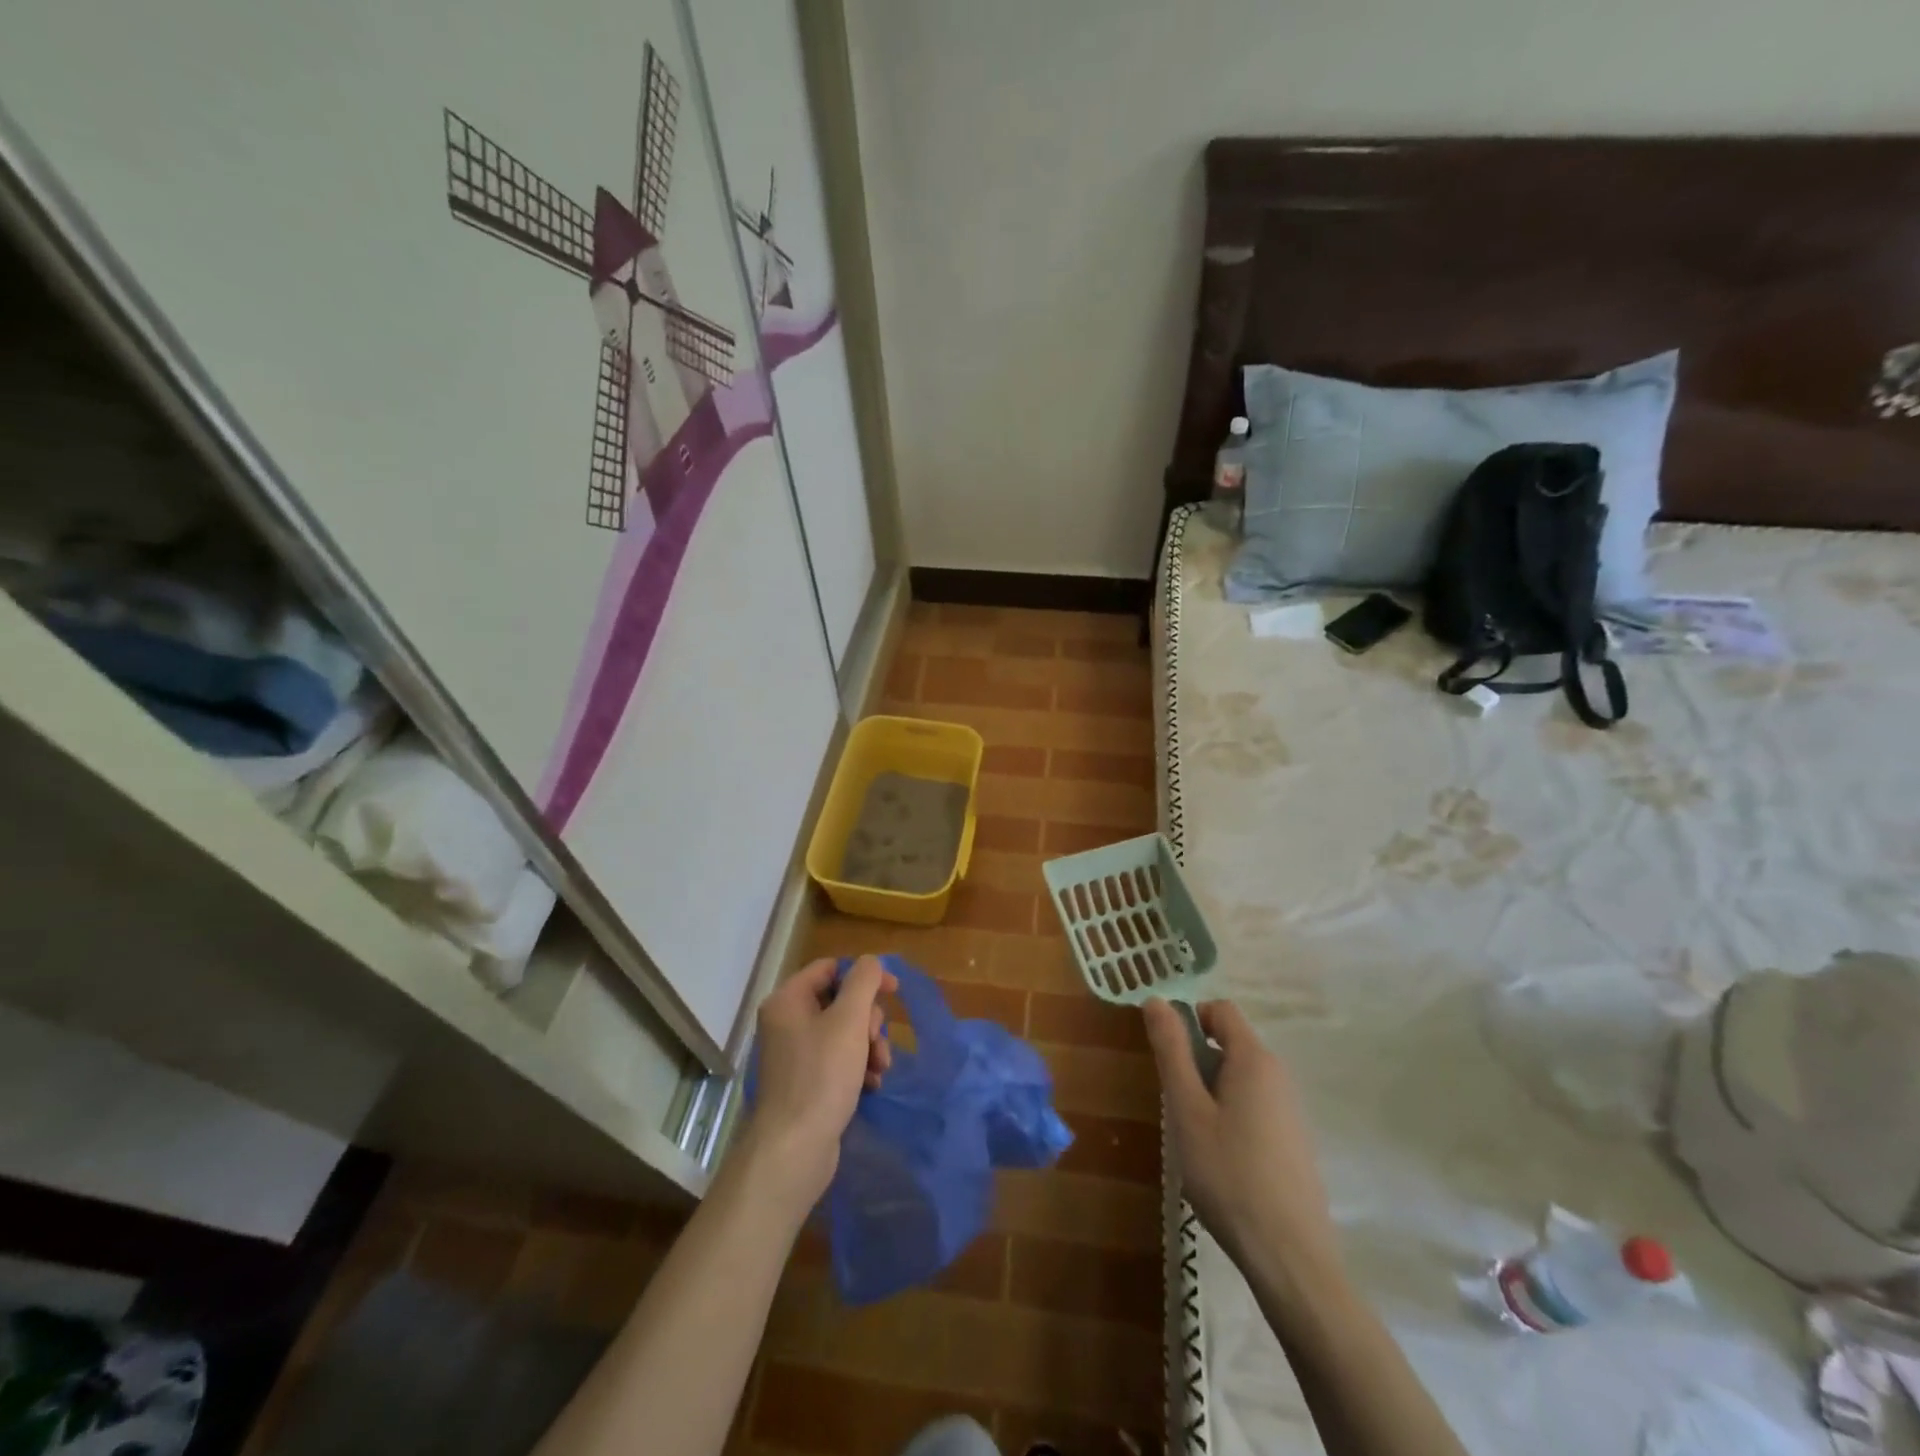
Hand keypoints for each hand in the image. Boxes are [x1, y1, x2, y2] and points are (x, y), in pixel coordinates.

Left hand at [740, 956, 895, 1211]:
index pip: (830, 968)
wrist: (794, 1149)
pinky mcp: (806, 1083)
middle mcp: (787, 1022)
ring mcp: (795, 1055)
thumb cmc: (821, 1076)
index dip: (864, 975)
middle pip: (840, 1001)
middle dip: (868, 1019)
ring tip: (879, 1068)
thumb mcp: (848, 1020)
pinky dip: (859, 1067)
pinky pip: (839, 1060)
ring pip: (844, 1032)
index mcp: (788, 1000)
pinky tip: (871, 1085)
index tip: (894, 990)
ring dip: (869, 1045)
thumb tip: (870, 962)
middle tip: (876, 1040)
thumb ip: (863, 981)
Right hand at [1144, 999, 1342, 1290]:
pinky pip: (1254, 1106)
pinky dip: (1231, 1116)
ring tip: (1196, 1138)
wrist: (1291, 1258)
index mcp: (1255, 1060)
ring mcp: (1291, 1110)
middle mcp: (1279, 1075)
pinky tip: (1222, 1161)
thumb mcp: (1187, 1109)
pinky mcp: (1294, 1141)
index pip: (1220, 1010)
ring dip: (1211, 1092)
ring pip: (1240, 1078)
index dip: (1189, 1019)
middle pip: (1230, 1044)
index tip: (1167, 1056)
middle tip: (1177, 1105)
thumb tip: (1155, 1000)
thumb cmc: (1229, 1175)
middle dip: (1196, 1062)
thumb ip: (1171, 1051)